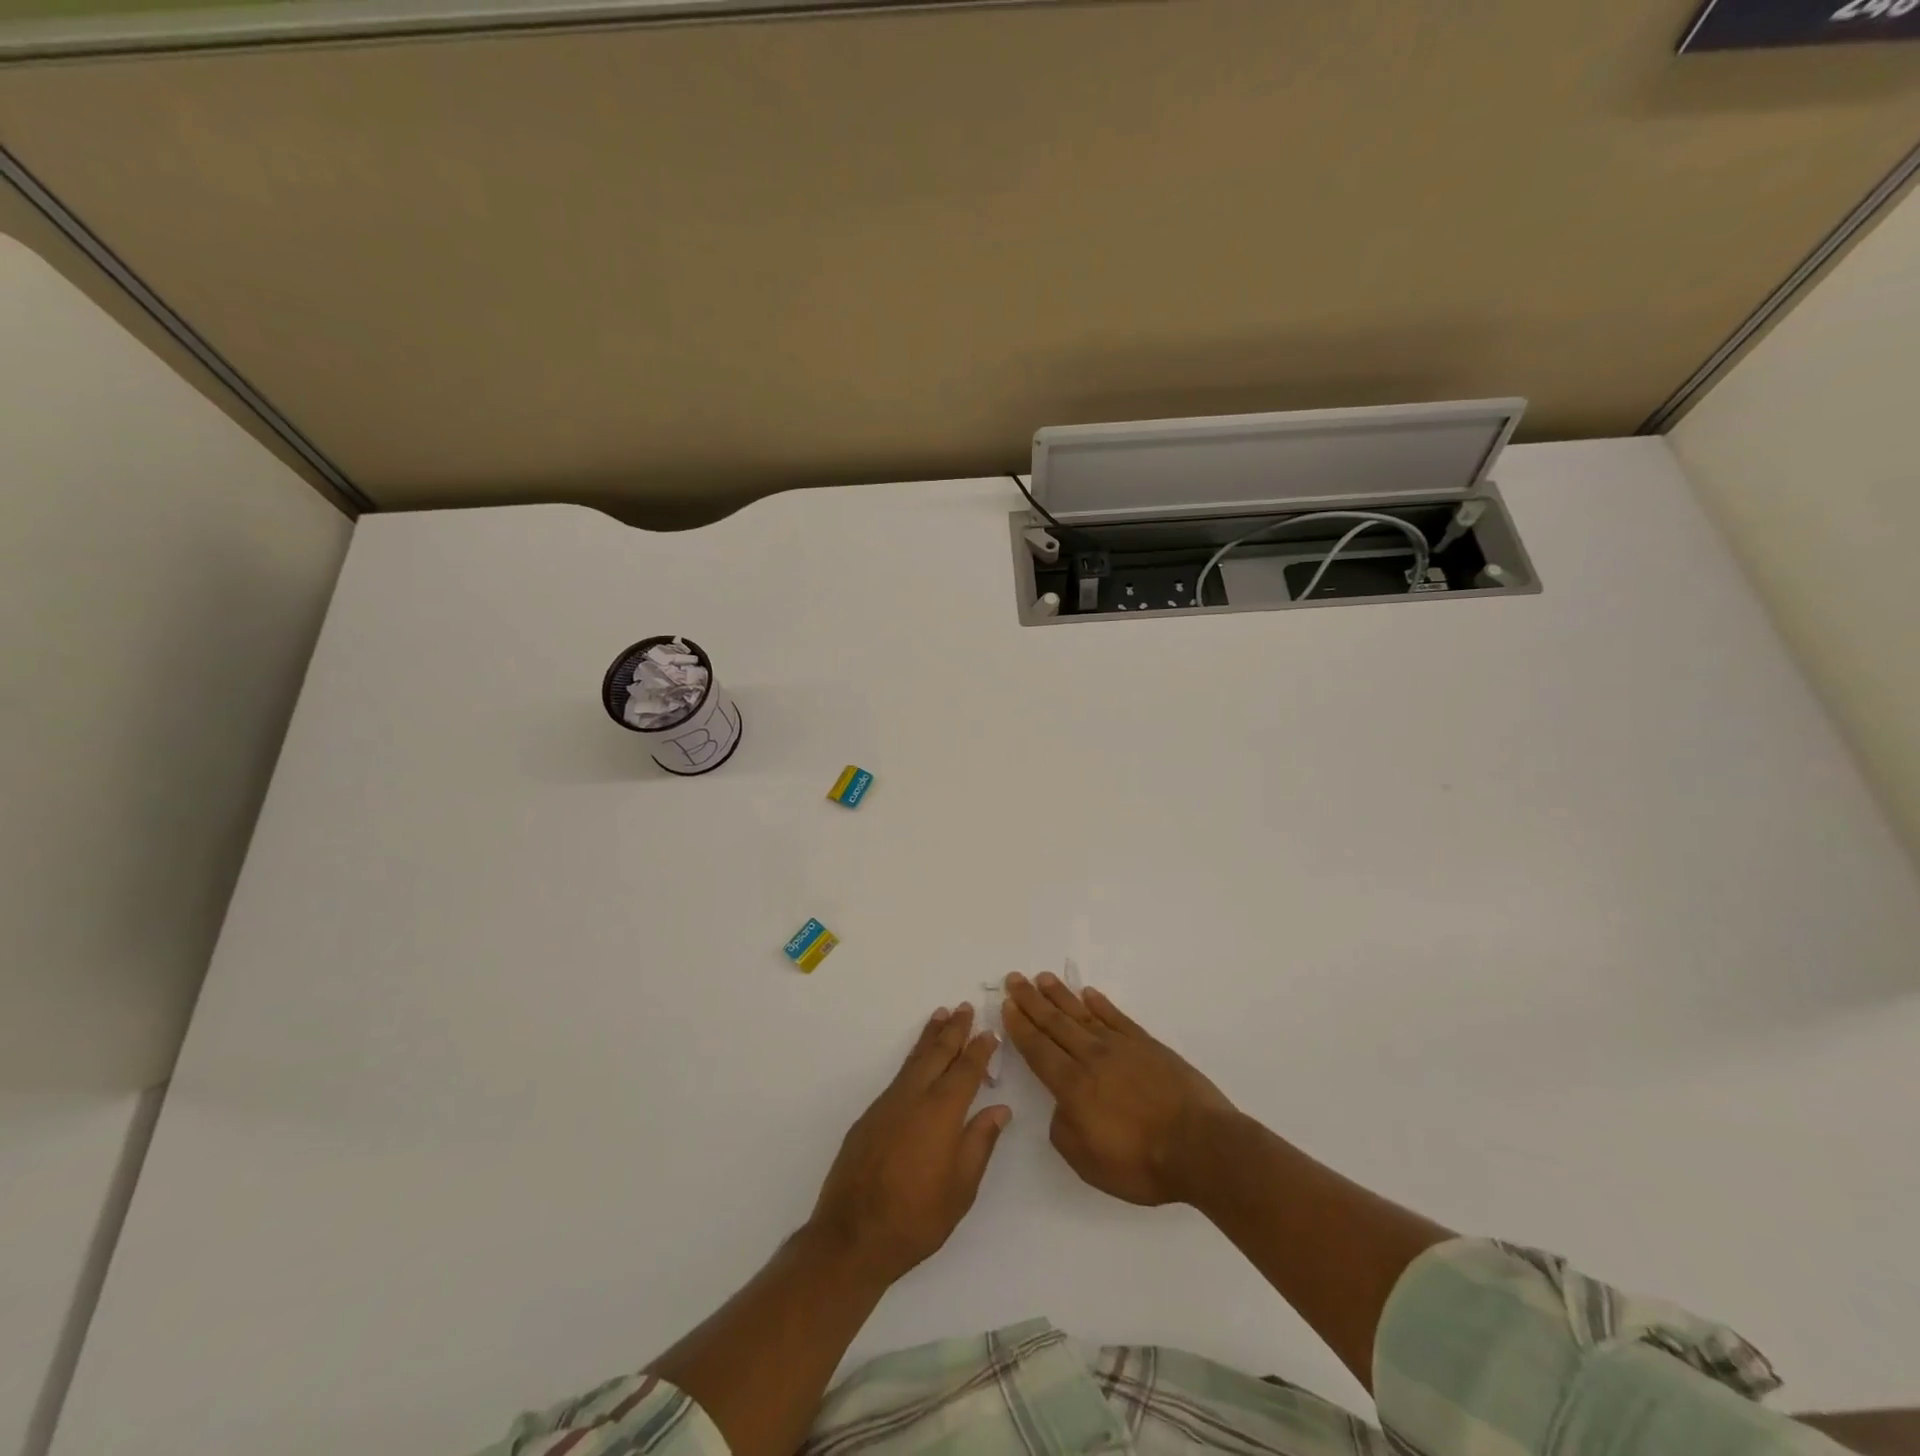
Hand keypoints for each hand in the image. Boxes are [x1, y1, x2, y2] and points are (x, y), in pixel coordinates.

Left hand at [809, 1004, 1009, 1283]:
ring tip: (940, 1016)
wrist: (852, 1235)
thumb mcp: (961, 1188)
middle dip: (954, 1030)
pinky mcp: (869, 1116)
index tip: (990, 1032)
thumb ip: (980, 1142)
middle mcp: (914, 1097)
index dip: (980, 1050)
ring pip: (914, 1060)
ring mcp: (888, 1104)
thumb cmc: (916, 1218)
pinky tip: (916, 1064)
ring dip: (929, 1037)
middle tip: (964, 1007)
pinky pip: (898, 1077)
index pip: (966, 1070)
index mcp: (942, 1112)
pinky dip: (912, 1060)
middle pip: (938, 1054)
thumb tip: (999, 1109)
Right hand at [1002, 972, 1235, 1205]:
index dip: (1020, 1027)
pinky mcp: (1148, 1045)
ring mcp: (1122, 1047)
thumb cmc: (1142, 1163)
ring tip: (1042, 978)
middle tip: (1014, 978)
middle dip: (1031, 1001)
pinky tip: (1088, 993)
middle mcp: (1092, 1058)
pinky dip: (1100, 1003)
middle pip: (1055, 1023)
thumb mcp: (1089, 1163)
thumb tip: (1061, 1107)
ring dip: (1060, 995)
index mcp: (1073, 1087)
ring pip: (1082, 1014)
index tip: (1007, 1005)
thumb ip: (1064, 1132)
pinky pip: (1117, 1017)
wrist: (1201, 1147)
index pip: (1038, 1050)